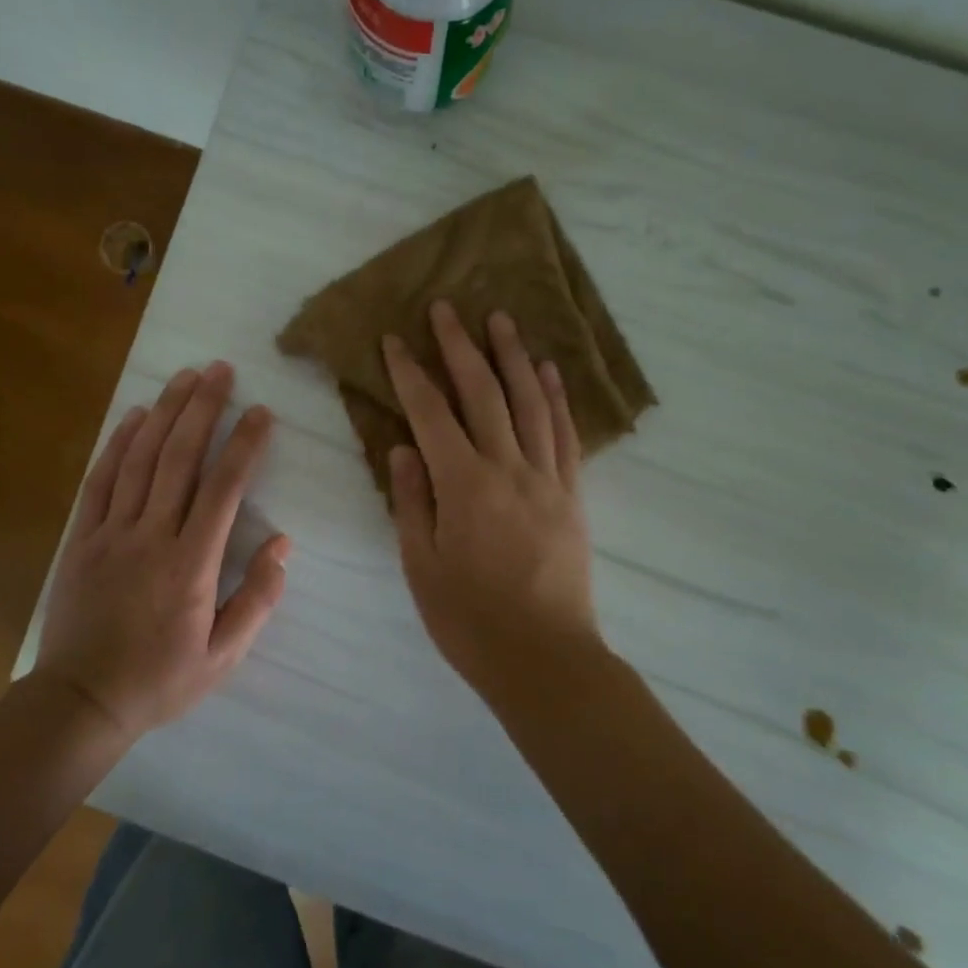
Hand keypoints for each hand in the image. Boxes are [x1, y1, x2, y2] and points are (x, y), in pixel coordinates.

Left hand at [36, 362, 288, 739]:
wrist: (81, 701)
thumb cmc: (161, 680)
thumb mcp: (223, 656)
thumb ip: (257, 598)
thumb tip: (283, 543)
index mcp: (191, 564)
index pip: (223, 488)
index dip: (244, 444)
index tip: (261, 412)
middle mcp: (151, 536)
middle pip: (179, 457)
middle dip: (203, 408)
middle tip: (220, 370)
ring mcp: (111, 532)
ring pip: (140, 459)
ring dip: (165, 412)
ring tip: (185, 376)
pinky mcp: (82, 538)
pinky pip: (101, 480)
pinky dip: (118, 443)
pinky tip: (135, 415)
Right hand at [383, 302, 603, 701]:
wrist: (545, 659)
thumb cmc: (469, 619)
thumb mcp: (420, 564)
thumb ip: (411, 500)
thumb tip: (402, 448)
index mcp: (463, 485)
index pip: (430, 413)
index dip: (410, 372)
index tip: (395, 340)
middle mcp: (507, 468)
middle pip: (482, 393)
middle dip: (460, 346)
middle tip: (447, 308)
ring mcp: (546, 478)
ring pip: (529, 402)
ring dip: (513, 356)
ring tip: (501, 319)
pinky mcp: (572, 494)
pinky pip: (564, 435)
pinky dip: (555, 397)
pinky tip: (548, 371)